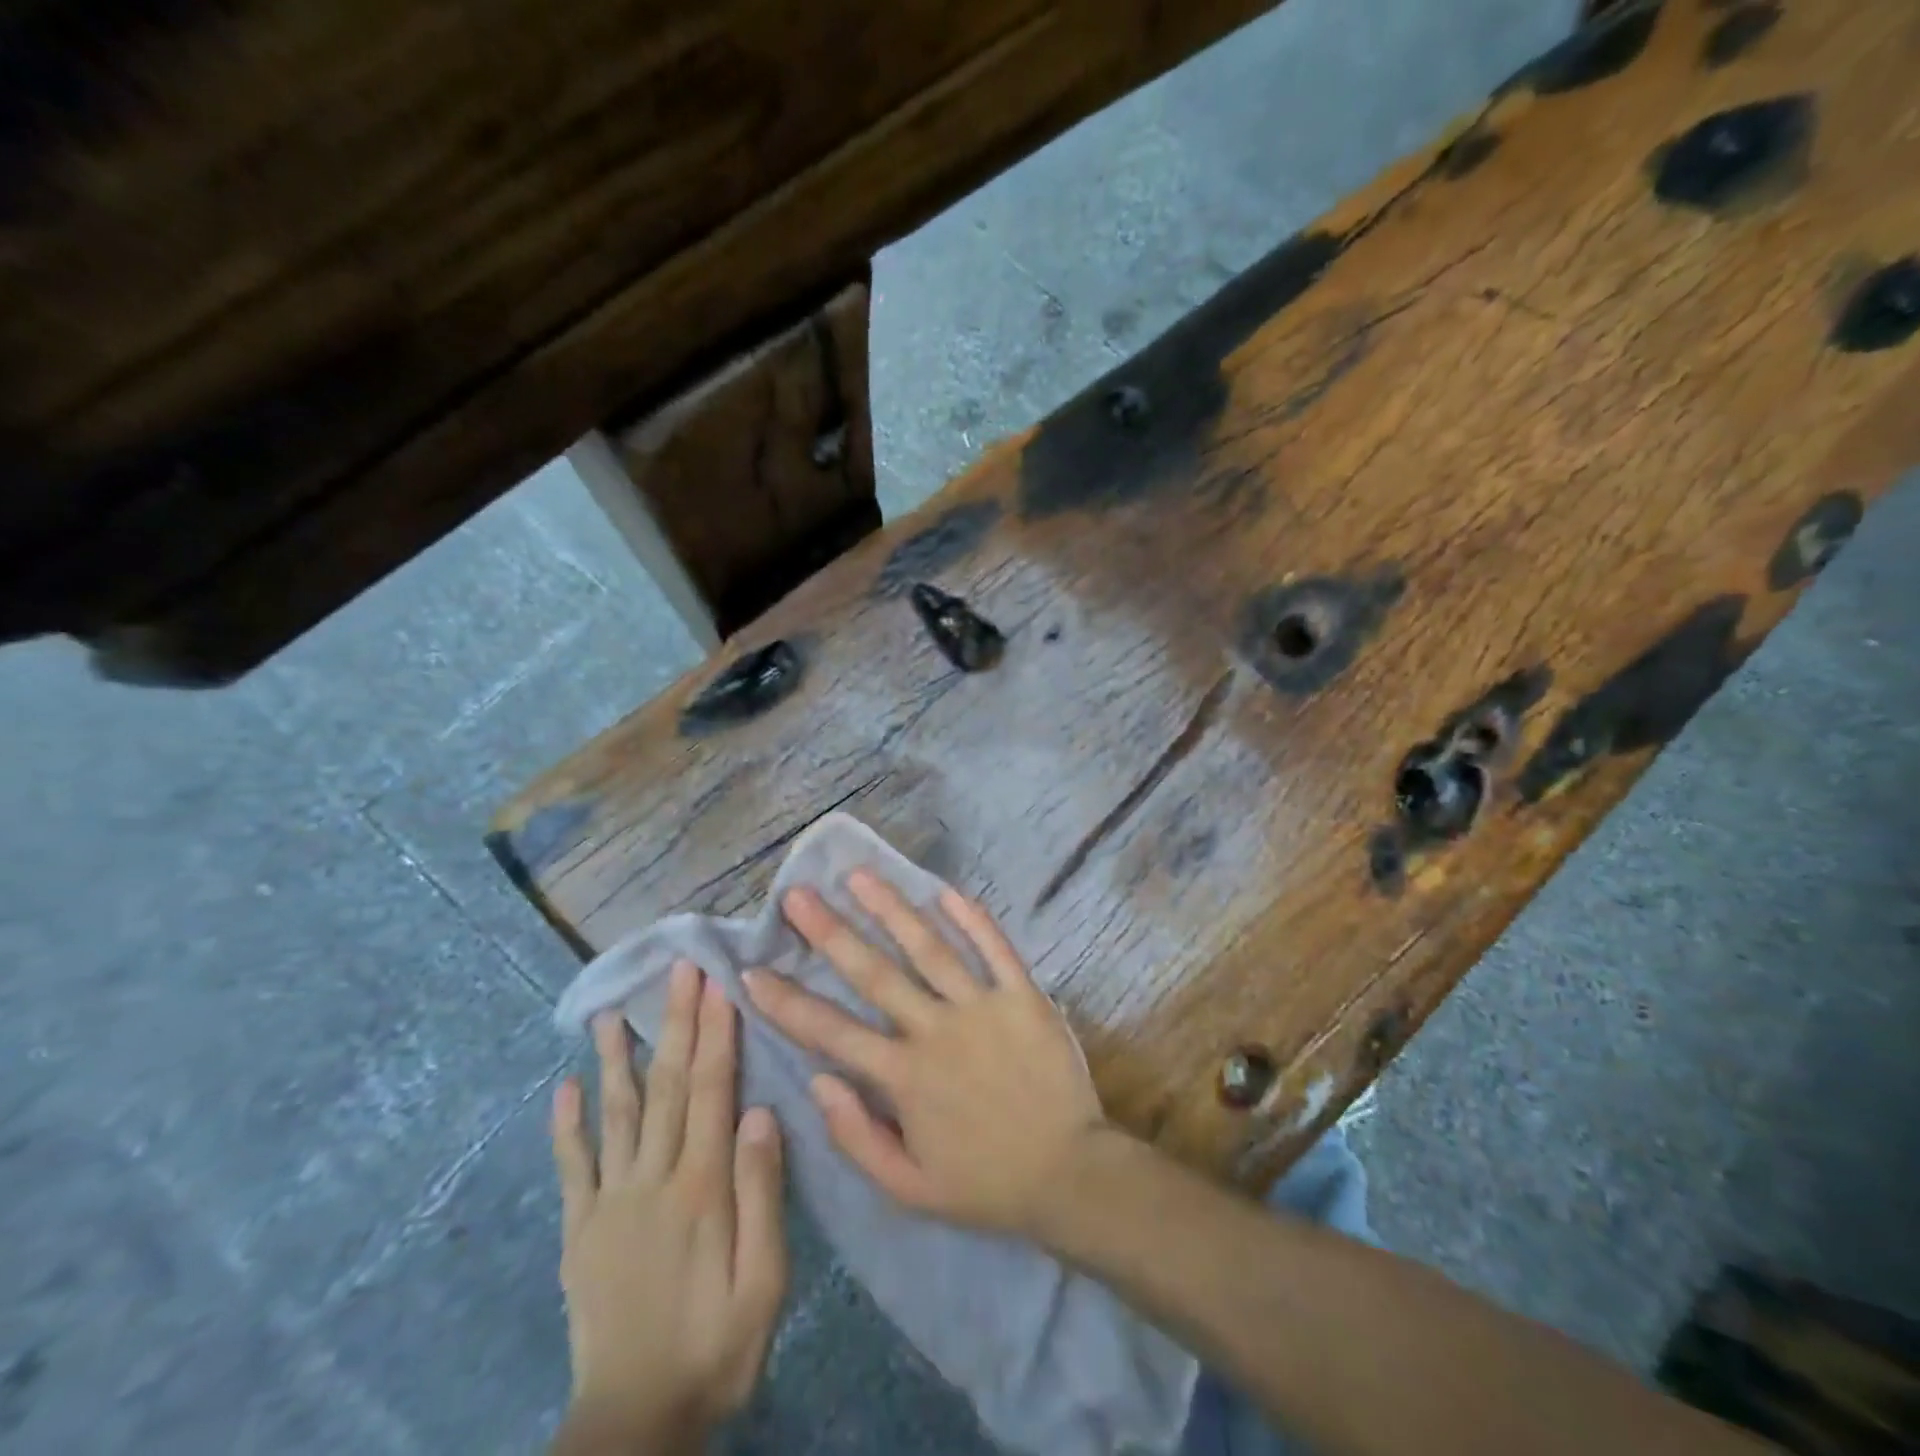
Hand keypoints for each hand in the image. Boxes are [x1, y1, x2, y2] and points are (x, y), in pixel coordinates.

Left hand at [550, 964, 787, 1451]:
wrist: (635, 1425)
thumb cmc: (716, 1346)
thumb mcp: (765, 1280)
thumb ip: (763, 1194)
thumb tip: (762, 1112)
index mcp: (702, 1186)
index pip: (712, 1090)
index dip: (715, 1033)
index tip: (716, 985)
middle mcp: (652, 1179)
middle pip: (668, 1086)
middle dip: (676, 1023)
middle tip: (677, 971)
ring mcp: (609, 1202)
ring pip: (616, 1114)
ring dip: (617, 1058)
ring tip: (612, 1013)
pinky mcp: (580, 1230)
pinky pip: (571, 1167)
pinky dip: (566, 1125)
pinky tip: (564, 1087)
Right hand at [743, 873, 1111, 1237]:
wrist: (1070, 1175)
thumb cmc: (985, 1183)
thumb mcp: (909, 1189)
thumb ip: (856, 1137)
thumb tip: (817, 1081)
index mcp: (904, 1077)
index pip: (831, 1032)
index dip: (787, 1003)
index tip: (751, 971)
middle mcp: (936, 1031)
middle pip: (874, 973)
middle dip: (831, 933)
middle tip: (798, 895)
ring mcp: (982, 1007)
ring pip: (929, 948)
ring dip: (891, 909)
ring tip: (859, 876)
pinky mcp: (1023, 996)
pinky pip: (995, 949)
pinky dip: (972, 919)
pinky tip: (946, 890)